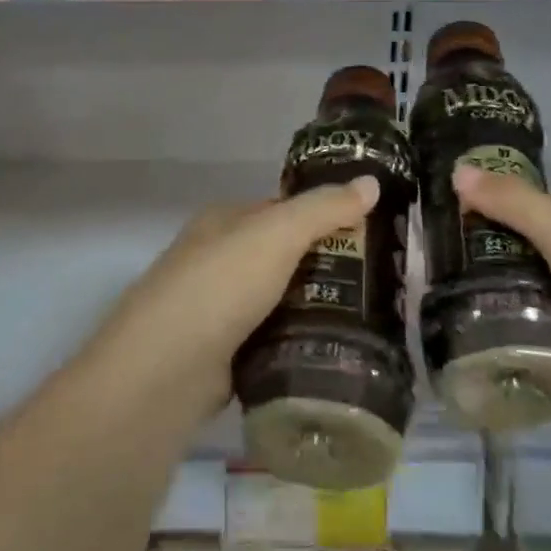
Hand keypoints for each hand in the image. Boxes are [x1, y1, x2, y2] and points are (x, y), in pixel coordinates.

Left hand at [87, 177, 382, 417]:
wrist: (166, 369)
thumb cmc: (221, 285)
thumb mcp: (277, 233)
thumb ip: (324, 208)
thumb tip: (371, 181)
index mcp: (224, 221)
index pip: (283, 210)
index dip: (325, 215)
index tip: (373, 230)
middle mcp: (218, 260)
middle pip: (284, 256)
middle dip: (328, 266)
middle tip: (383, 280)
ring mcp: (219, 309)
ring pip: (281, 300)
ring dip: (317, 307)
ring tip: (373, 317)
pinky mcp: (224, 354)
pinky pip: (273, 339)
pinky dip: (298, 342)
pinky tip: (335, 349)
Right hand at [453, 167, 550, 456]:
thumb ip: (516, 206)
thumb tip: (457, 169)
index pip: (538, 205)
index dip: (496, 202)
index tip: (445, 210)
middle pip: (529, 249)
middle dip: (486, 252)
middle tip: (430, 255)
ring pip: (528, 293)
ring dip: (492, 294)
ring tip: (435, 292)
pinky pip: (534, 333)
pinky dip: (508, 332)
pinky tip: (465, 330)